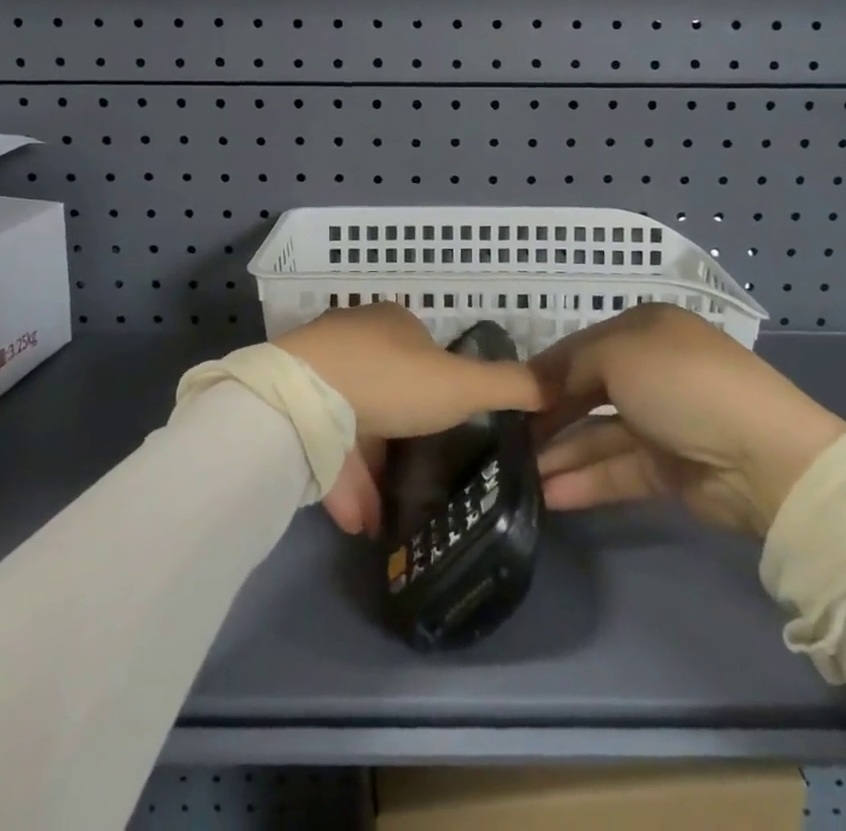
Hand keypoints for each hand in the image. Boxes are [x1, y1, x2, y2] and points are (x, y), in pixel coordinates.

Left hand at [274, 302, 543, 537]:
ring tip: (388, 517)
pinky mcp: (290, 406)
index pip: (423, 351)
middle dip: (403, 434)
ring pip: (352, 423)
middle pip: (386, 388)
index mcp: (392, 324)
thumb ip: (509, 386)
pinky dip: (343, 482)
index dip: (440, 388)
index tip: (451, 427)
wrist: (303, 399)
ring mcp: (316, 372)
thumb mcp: (462, 385)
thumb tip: (554, 385)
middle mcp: (352, 340)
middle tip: (421, 478)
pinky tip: (359, 522)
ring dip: (371, 470)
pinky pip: (323, 447)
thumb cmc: (392, 381)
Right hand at [529, 303, 845, 537]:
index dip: (543, 371)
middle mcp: (649, 371)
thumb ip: (569, 367)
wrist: (764, 457)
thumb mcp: (618, 354)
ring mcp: (659, 422)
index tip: (505, 395)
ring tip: (518, 475)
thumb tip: (535, 384)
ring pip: (596, 436)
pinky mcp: (667, 469)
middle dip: (546, 416)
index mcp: (643, 331)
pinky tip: (550, 495)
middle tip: (505, 440)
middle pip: (585, 392)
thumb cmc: (682, 384)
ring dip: (559, 454)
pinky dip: (584, 481)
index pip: (579, 348)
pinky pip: (616, 470)